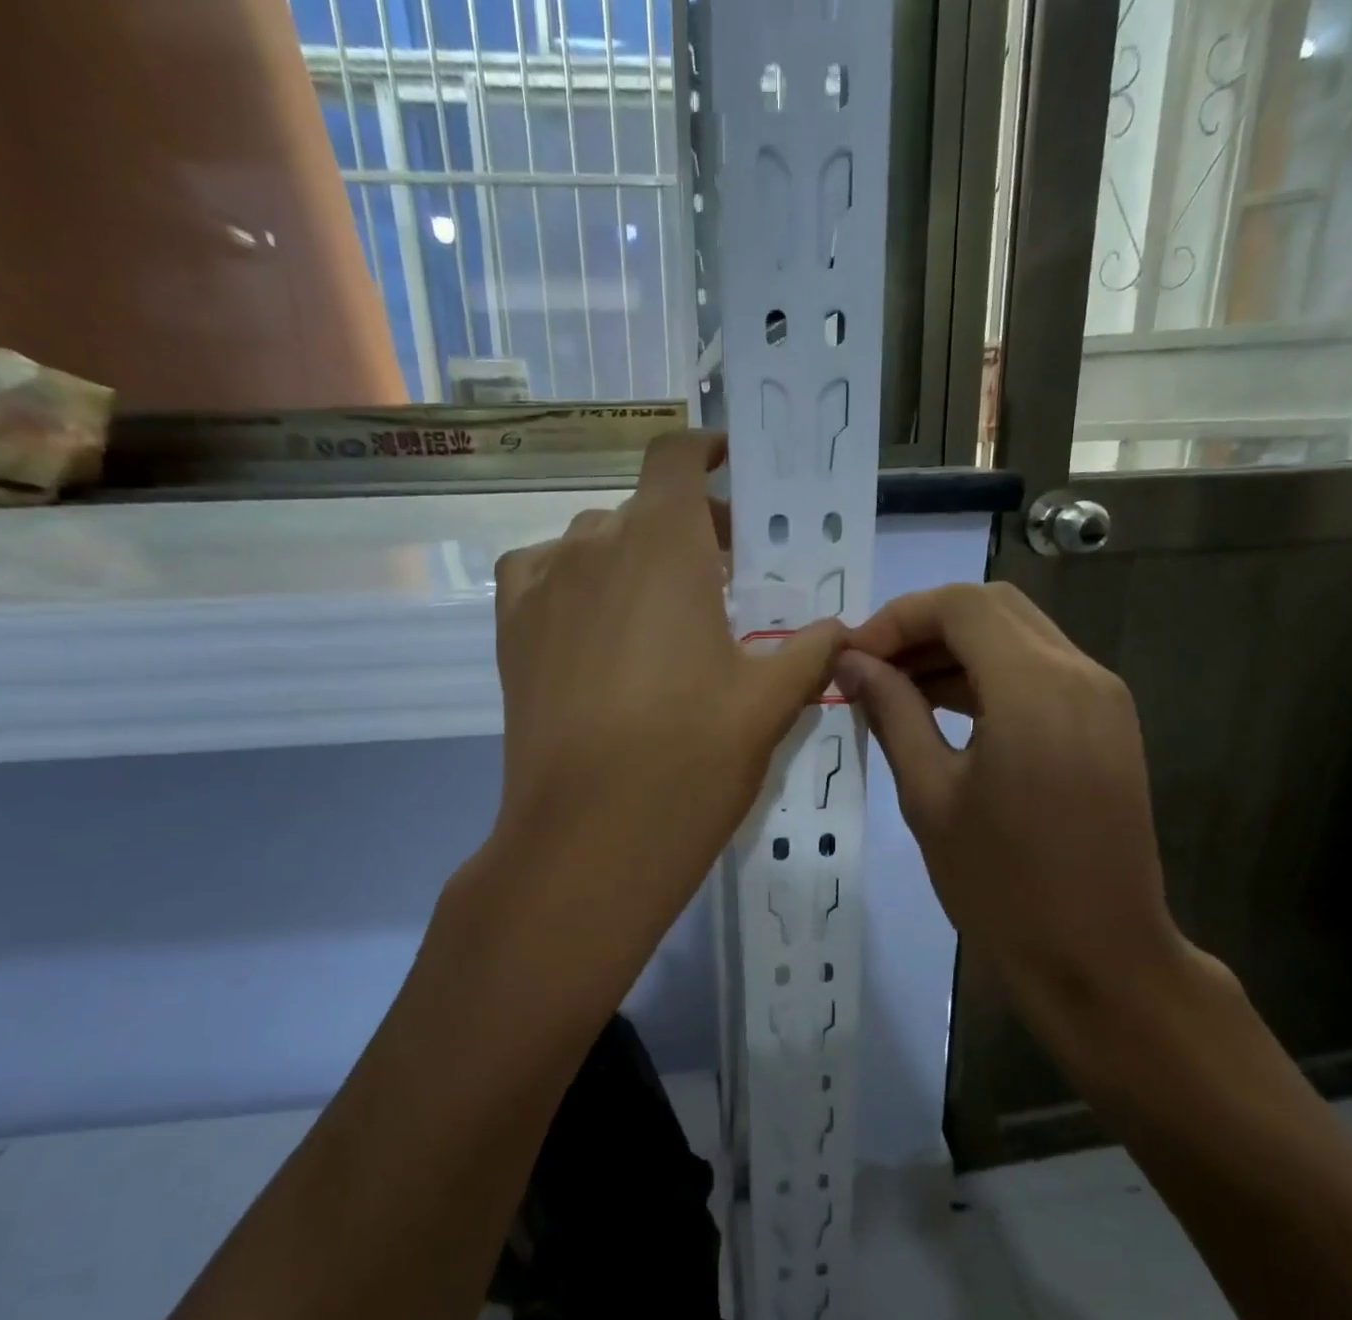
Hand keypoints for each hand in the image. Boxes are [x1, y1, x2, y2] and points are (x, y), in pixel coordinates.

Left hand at [488, 430, 844, 973]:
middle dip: (690, 529)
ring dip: (634, 558)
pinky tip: (596, 624)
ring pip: (595, 543)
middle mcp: (595, 547)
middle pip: (645, 509)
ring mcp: (543, 588)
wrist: (588, 839)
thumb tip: (840, 629)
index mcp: (664, 546)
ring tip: (663, 613)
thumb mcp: (769, 704)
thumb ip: (810, 652)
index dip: (705, 450)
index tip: (731, 466)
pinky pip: (542, 574)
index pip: (676, 457)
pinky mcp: (511, 631)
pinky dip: (573, 580)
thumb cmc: (689, 761)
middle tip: (726, 580)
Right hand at [838, 583, 1212, 1035]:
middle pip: (994, 608)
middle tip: (872, 669)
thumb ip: (892, 714)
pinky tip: (945, 710)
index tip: (853, 657)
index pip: (960, 605)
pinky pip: (1041, 671)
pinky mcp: (1108, 724)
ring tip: (897, 690)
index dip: (897, 618)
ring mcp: (1102, 698)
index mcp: (1034, 688)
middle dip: (925, 626)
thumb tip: (852, 663)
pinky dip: (990, 675)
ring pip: (1019, 636)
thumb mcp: (929, 796)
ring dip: (956, 650)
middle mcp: (1080, 674)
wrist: (1099, 960)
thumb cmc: (1002, 887)